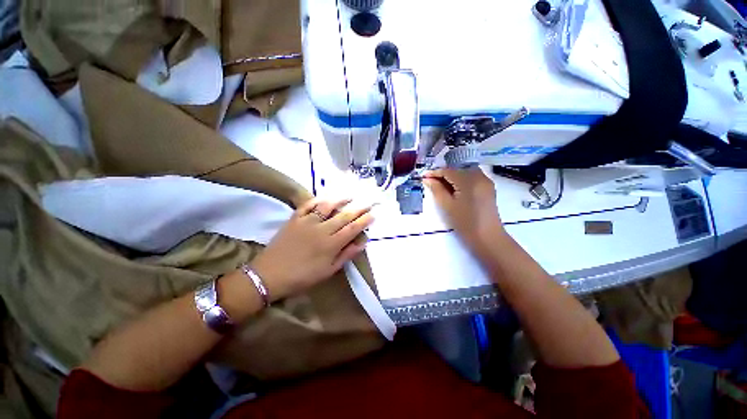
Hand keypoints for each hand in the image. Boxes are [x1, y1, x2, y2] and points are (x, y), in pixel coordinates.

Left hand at [249, 198, 373, 301]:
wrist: (270, 274)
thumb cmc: (302, 276)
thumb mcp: (328, 271)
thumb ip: (346, 255)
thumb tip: (362, 243)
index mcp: (331, 244)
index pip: (352, 228)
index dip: (364, 220)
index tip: (373, 214)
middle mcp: (322, 229)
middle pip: (344, 215)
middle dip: (358, 208)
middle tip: (368, 202)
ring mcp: (307, 222)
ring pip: (327, 206)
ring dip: (340, 200)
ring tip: (350, 196)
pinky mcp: (295, 218)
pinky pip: (308, 205)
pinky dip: (318, 199)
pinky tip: (325, 197)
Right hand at [423, 168, 504, 248]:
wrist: (487, 237)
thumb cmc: (465, 223)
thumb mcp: (447, 206)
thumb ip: (436, 189)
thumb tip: (427, 179)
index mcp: (469, 180)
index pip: (448, 171)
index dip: (435, 173)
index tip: (423, 177)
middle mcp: (480, 176)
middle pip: (457, 170)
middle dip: (444, 175)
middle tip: (431, 183)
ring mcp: (486, 181)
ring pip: (465, 173)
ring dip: (452, 177)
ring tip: (441, 187)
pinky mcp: (488, 188)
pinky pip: (472, 178)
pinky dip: (461, 181)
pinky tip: (454, 190)